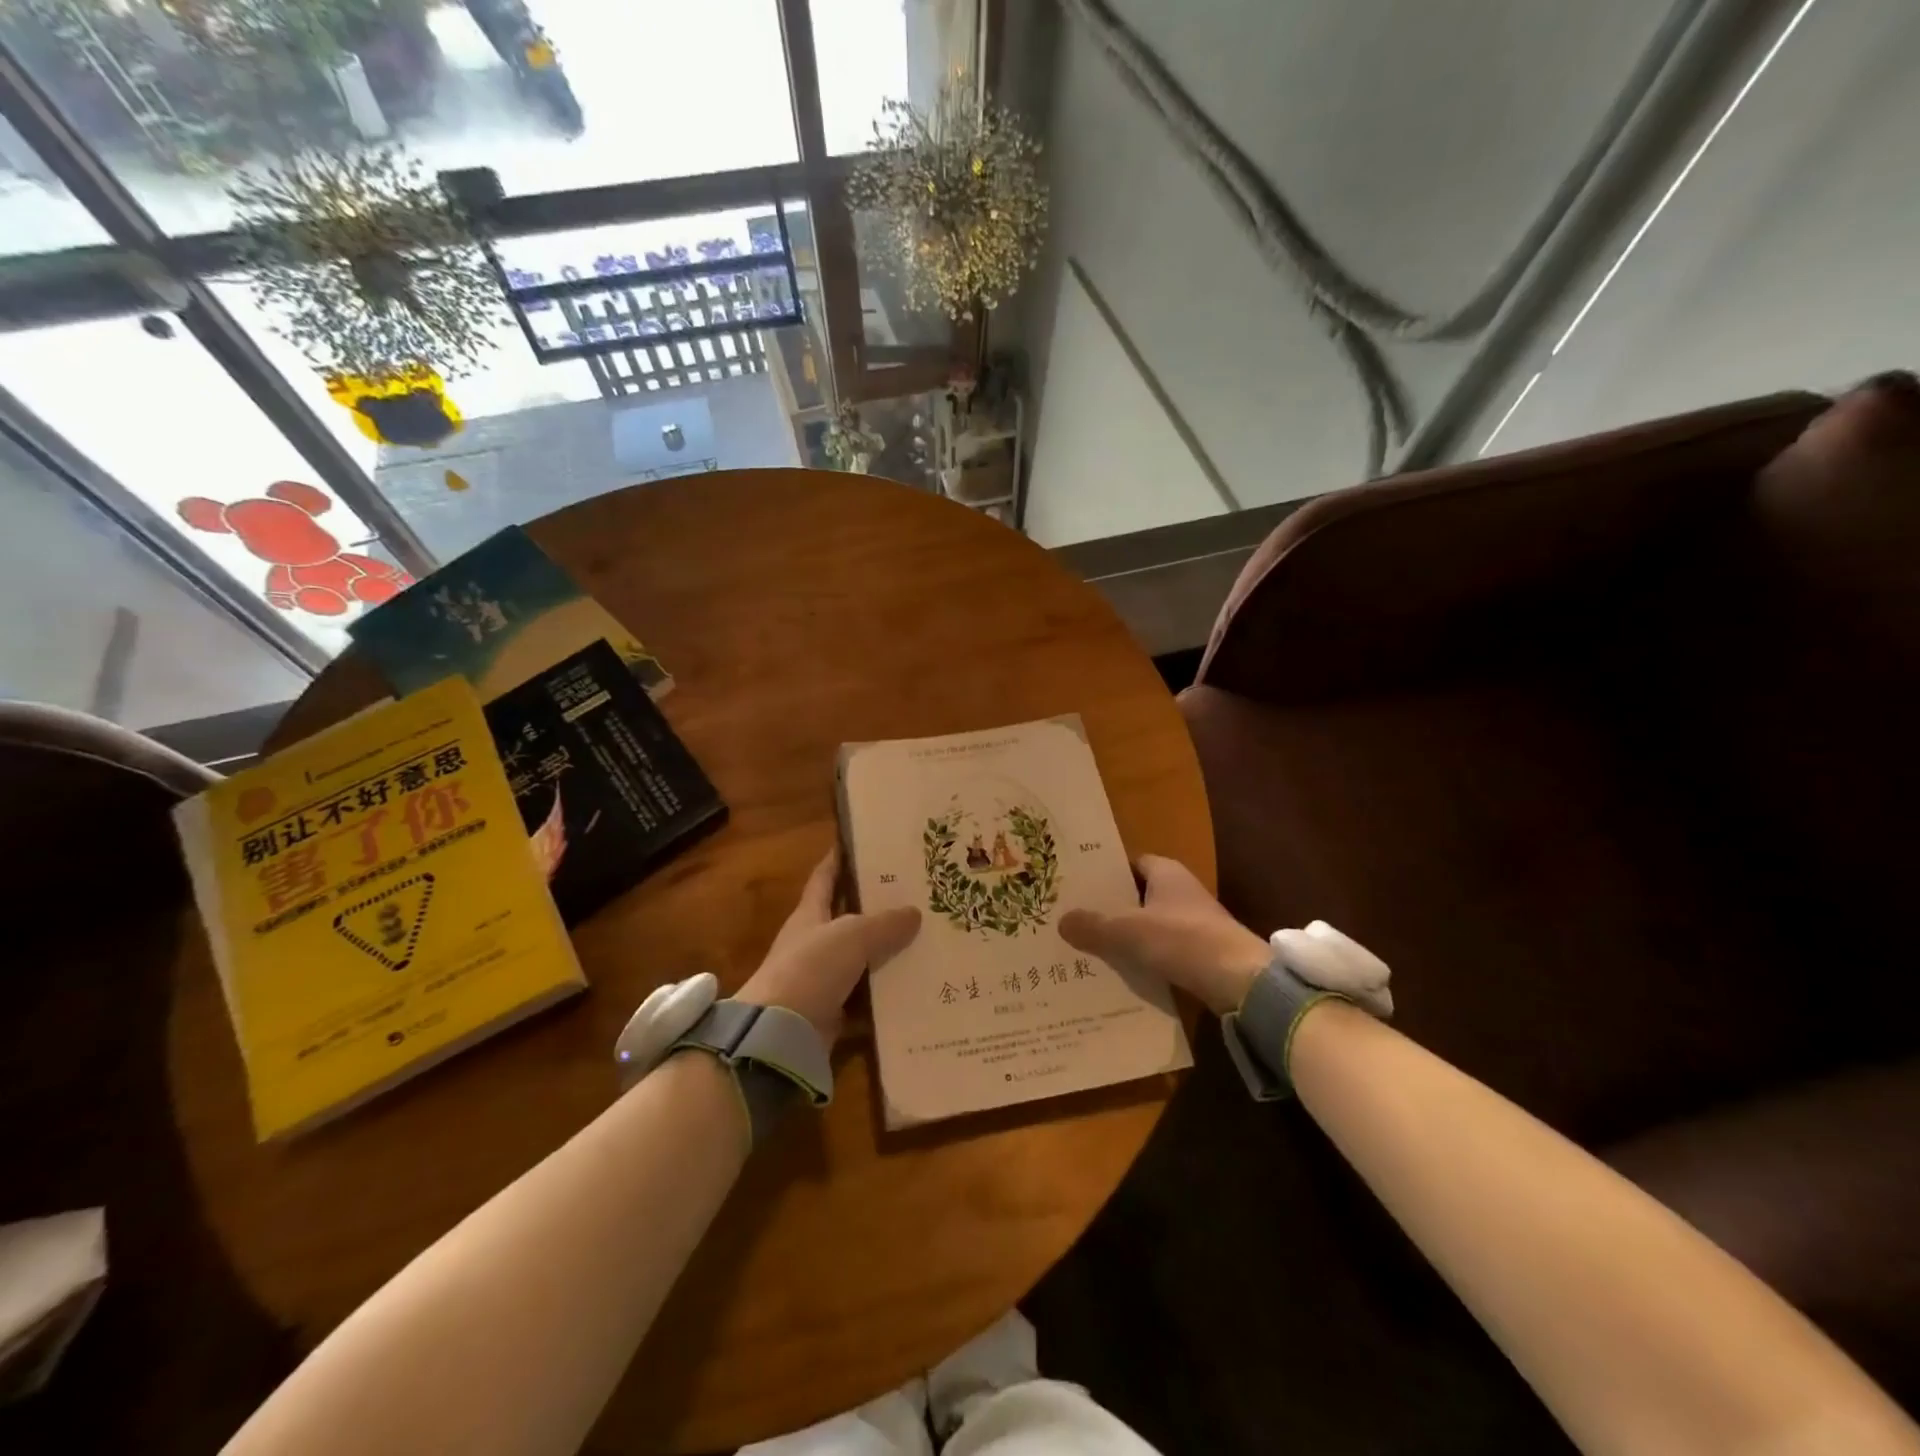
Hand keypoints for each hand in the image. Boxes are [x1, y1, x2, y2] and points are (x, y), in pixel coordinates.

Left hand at [736, 849, 920, 1042]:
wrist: (780, 1034)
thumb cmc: (811, 968)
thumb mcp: (852, 935)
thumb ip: (884, 923)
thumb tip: (914, 913)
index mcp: (811, 914)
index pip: (825, 877)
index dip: (839, 859)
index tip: (861, 842)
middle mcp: (815, 942)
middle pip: (849, 916)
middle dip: (878, 905)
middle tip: (915, 892)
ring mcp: (823, 978)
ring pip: (862, 957)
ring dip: (888, 950)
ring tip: (927, 936)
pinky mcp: (833, 1010)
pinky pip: (867, 996)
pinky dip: (887, 992)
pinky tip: (918, 984)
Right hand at [1059, 855, 1269, 1015]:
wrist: (1241, 982)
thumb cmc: (1183, 940)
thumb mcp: (1129, 932)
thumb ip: (1094, 926)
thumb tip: (1061, 921)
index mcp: (1167, 873)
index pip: (1131, 863)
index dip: (1106, 872)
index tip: (1077, 884)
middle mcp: (1181, 891)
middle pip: (1138, 894)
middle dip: (1110, 905)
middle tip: (1074, 916)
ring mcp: (1194, 922)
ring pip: (1148, 924)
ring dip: (1125, 934)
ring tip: (1087, 945)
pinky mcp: (1200, 952)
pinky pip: (1161, 949)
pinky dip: (1142, 956)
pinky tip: (1119, 970)